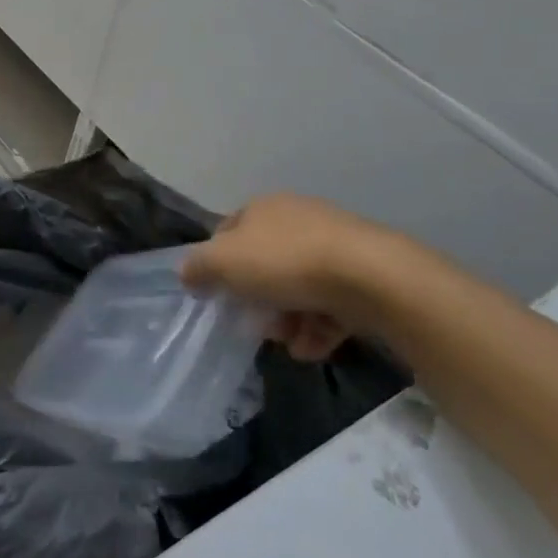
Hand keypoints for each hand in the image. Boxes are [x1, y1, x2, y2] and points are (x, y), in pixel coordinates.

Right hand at [182, 194, 397, 360]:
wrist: (371, 277)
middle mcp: (297, 219)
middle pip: (265, 263)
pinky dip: (318, 327)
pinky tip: (313, 348)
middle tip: (256, 324)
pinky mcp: (363, 275)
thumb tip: (187, 273)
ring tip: (289, 343)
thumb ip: (198, 267)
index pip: (228, 232)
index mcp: (262, 209)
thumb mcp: (224, 262)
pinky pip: (331, 303)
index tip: (217, 294)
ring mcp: (333, 246)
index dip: (217, 263)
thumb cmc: (285, 262)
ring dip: (288, 319)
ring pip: (298, 286)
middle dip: (257, 299)